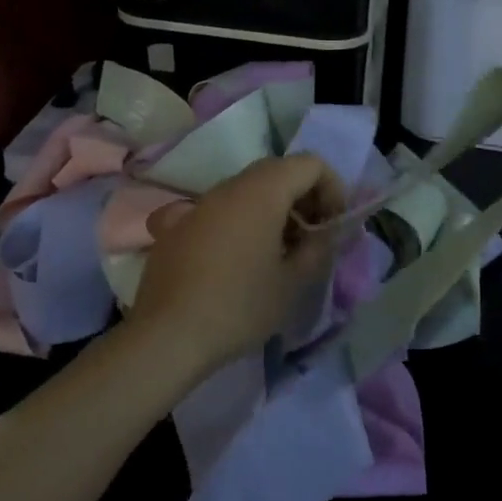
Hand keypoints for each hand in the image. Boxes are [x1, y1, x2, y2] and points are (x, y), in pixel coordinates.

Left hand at [130, 155, 344, 378]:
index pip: (310, 164)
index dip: (332, 188)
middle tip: (311, 237)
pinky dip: (240, 222)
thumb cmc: (240, 306)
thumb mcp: (293, 282)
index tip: (333, 225)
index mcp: (262, 191)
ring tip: (279, 253)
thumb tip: (324, 232)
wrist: (167, 336)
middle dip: (303, 198)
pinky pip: (220, 211)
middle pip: (277, 172)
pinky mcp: (177, 227)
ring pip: (247, 190)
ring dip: (272, 210)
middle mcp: (228, 187)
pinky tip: (238, 261)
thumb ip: (318, 247)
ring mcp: (198, 205)